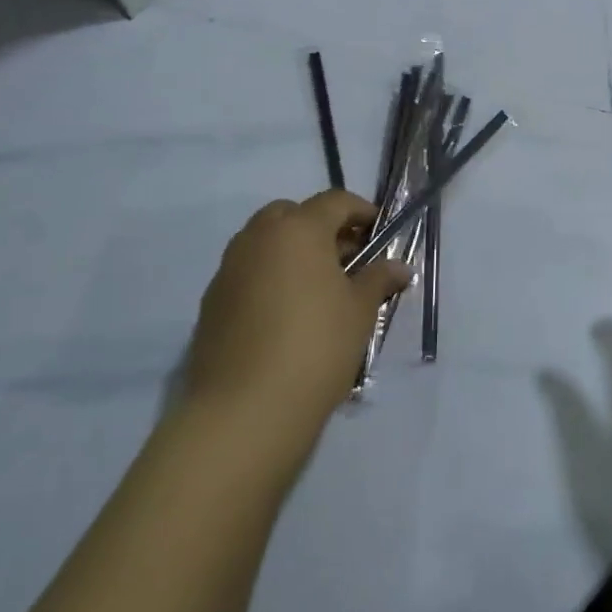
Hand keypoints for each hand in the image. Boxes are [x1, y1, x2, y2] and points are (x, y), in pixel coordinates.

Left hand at [185, 190, 411, 441]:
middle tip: (346, 258)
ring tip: (318, 288)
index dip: (361, 212)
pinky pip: (247, 272)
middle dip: (320, 227)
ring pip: (265, 242)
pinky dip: (269, 277)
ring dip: (292, 252)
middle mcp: (258, 238)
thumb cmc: (316, 346)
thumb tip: (399, 267)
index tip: (379, 234)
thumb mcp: (360, 311)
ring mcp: (229, 269)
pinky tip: (287, 314)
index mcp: (298, 229)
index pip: (334, 202)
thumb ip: (379, 279)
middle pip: (292, 214)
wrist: (245, 410)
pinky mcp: (211, 302)